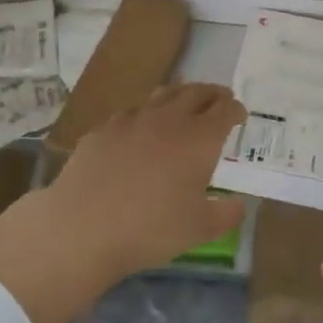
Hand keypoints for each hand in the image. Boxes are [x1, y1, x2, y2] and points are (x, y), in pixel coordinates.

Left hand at [0, 84, 245, 322]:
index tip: (240, 114)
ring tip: (184, 101)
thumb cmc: (150, 229)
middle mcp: (169, 119)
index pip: (225, 111)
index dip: (236, 110)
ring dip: (180, 95)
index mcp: (199, 139)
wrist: (82, 227)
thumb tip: (238, 204)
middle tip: (219, 98)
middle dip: (212, 94)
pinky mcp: (103, 129)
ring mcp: (132, 120)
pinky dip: (146, 113)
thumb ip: (226, 214)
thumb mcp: (200, 230)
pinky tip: (140, 127)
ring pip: (162, 95)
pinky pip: (132, 112)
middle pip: (196, 93)